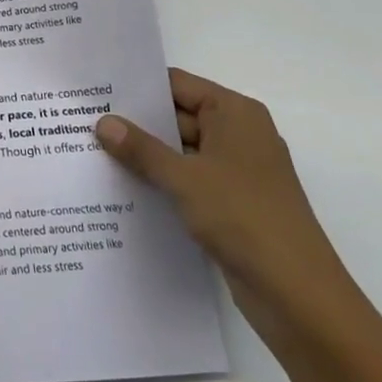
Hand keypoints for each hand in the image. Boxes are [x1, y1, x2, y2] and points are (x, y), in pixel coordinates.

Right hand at [96, 70, 366, 353]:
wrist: (298, 295)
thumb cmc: (244, 218)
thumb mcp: (184, 178)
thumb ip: (141, 149)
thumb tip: (103, 122)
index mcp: (235, 114)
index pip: (177, 85)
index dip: (138, 87)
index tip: (95, 91)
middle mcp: (238, 135)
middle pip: (177, 117)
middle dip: (135, 124)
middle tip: (83, 123)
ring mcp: (235, 172)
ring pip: (180, 152)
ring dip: (145, 156)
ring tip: (92, 153)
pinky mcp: (231, 204)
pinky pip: (187, 181)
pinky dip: (160, 182)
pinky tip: (121, 188)